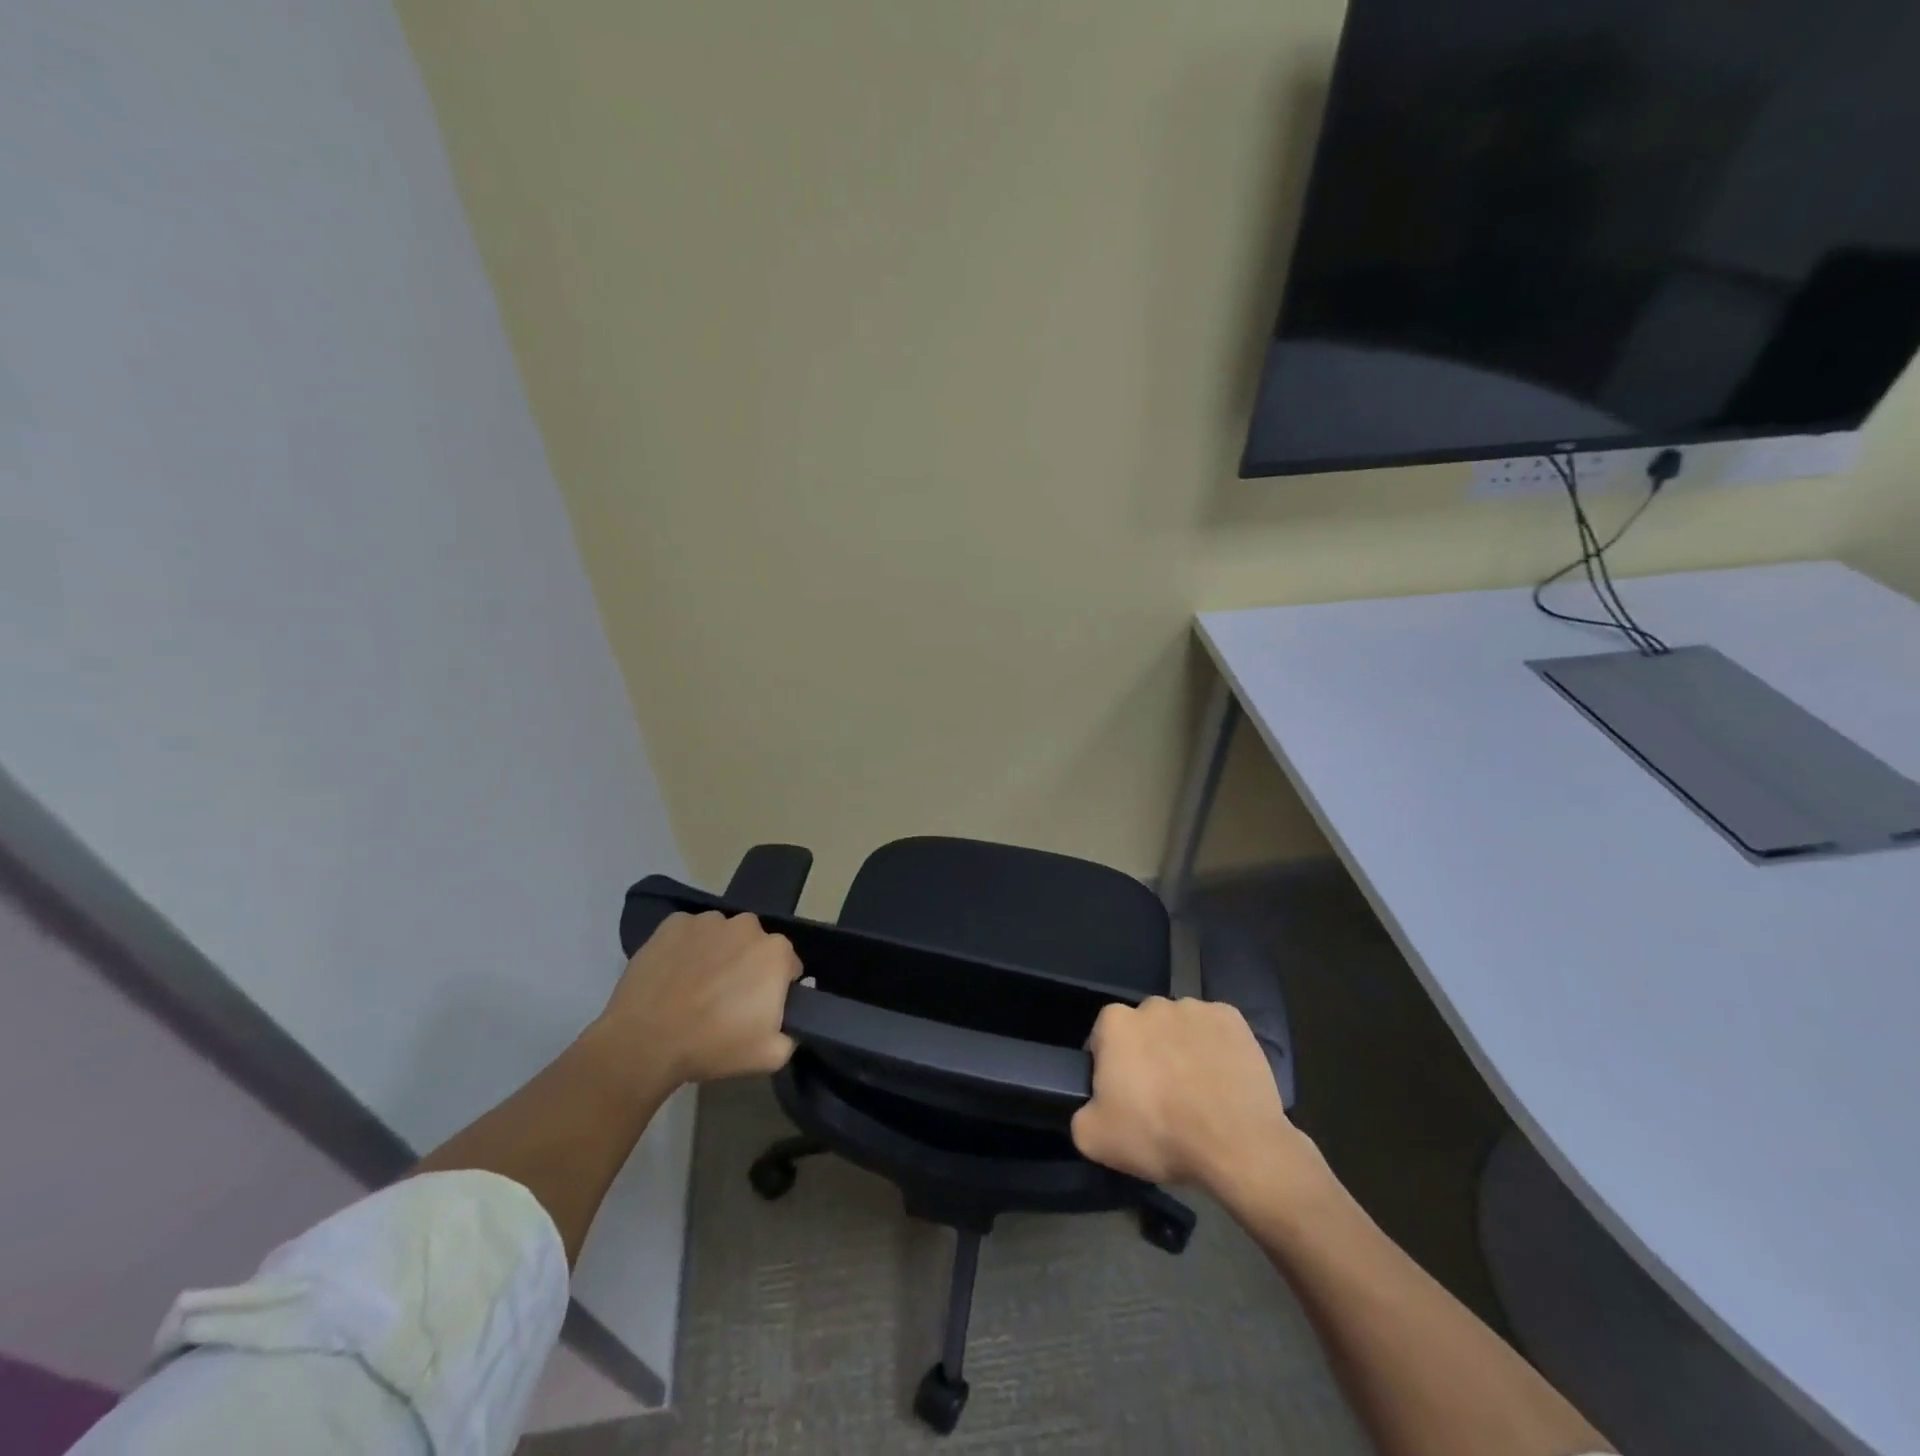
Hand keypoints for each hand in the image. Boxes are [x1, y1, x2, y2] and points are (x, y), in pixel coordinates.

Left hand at [594, 910, 802, 1091]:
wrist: (644, 1042)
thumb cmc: (713, 1046)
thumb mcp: (770, 1056)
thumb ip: (790, 1036)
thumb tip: (786, 1025)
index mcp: (776, 952)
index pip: (787, 966)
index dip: (776, 988)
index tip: (758, 1008)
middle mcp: (747, 925)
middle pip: (755, 945)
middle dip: (747, 966)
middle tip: (726, 999)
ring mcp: (707, 921)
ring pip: (722, 935)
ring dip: (717, 954)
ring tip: (695, 987)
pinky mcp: (673, 923)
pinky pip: (688, 933)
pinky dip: (686, 948)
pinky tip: (673, 975)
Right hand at [1071, 996, 1310, 1195]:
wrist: (1236, 1144)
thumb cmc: (1159, 1134)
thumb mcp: (1095, 1139)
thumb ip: (1081, 1113)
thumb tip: (1093, 1105)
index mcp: (1115, 1022)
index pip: (1103, 1041)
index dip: (1111, 1071)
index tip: (1125, 1099)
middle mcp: (1153, 1004)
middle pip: (1143, 1030)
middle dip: (1147, 1055)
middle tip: (1161, 1098)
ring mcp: (1196, 1008)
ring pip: (1179, 1028)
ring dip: (1181, 1050)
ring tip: (1197, 1092)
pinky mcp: (1233, 1019)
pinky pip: (1214, 1031)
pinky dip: (1215, 1048)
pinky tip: (1221, 1080)